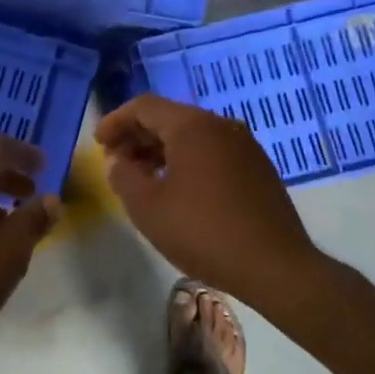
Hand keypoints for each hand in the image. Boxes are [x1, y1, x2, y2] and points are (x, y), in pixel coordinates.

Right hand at [94, 95, 324, 308]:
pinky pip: (212, 152)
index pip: (144, 107)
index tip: (99, 144)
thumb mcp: (147, 207)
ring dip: (161, 150)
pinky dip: (187, 161)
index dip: (116, 121)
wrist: (275, 267)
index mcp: (192, 126)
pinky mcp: (258, 169)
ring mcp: (244, 146)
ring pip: (192, 136)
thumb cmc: (203, 232)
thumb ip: (123, 177)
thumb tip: (117, 161)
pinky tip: (177, 189)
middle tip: (116, 162)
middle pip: (169, 118)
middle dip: (137, 136)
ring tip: (142, 178)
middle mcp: (221, 126)